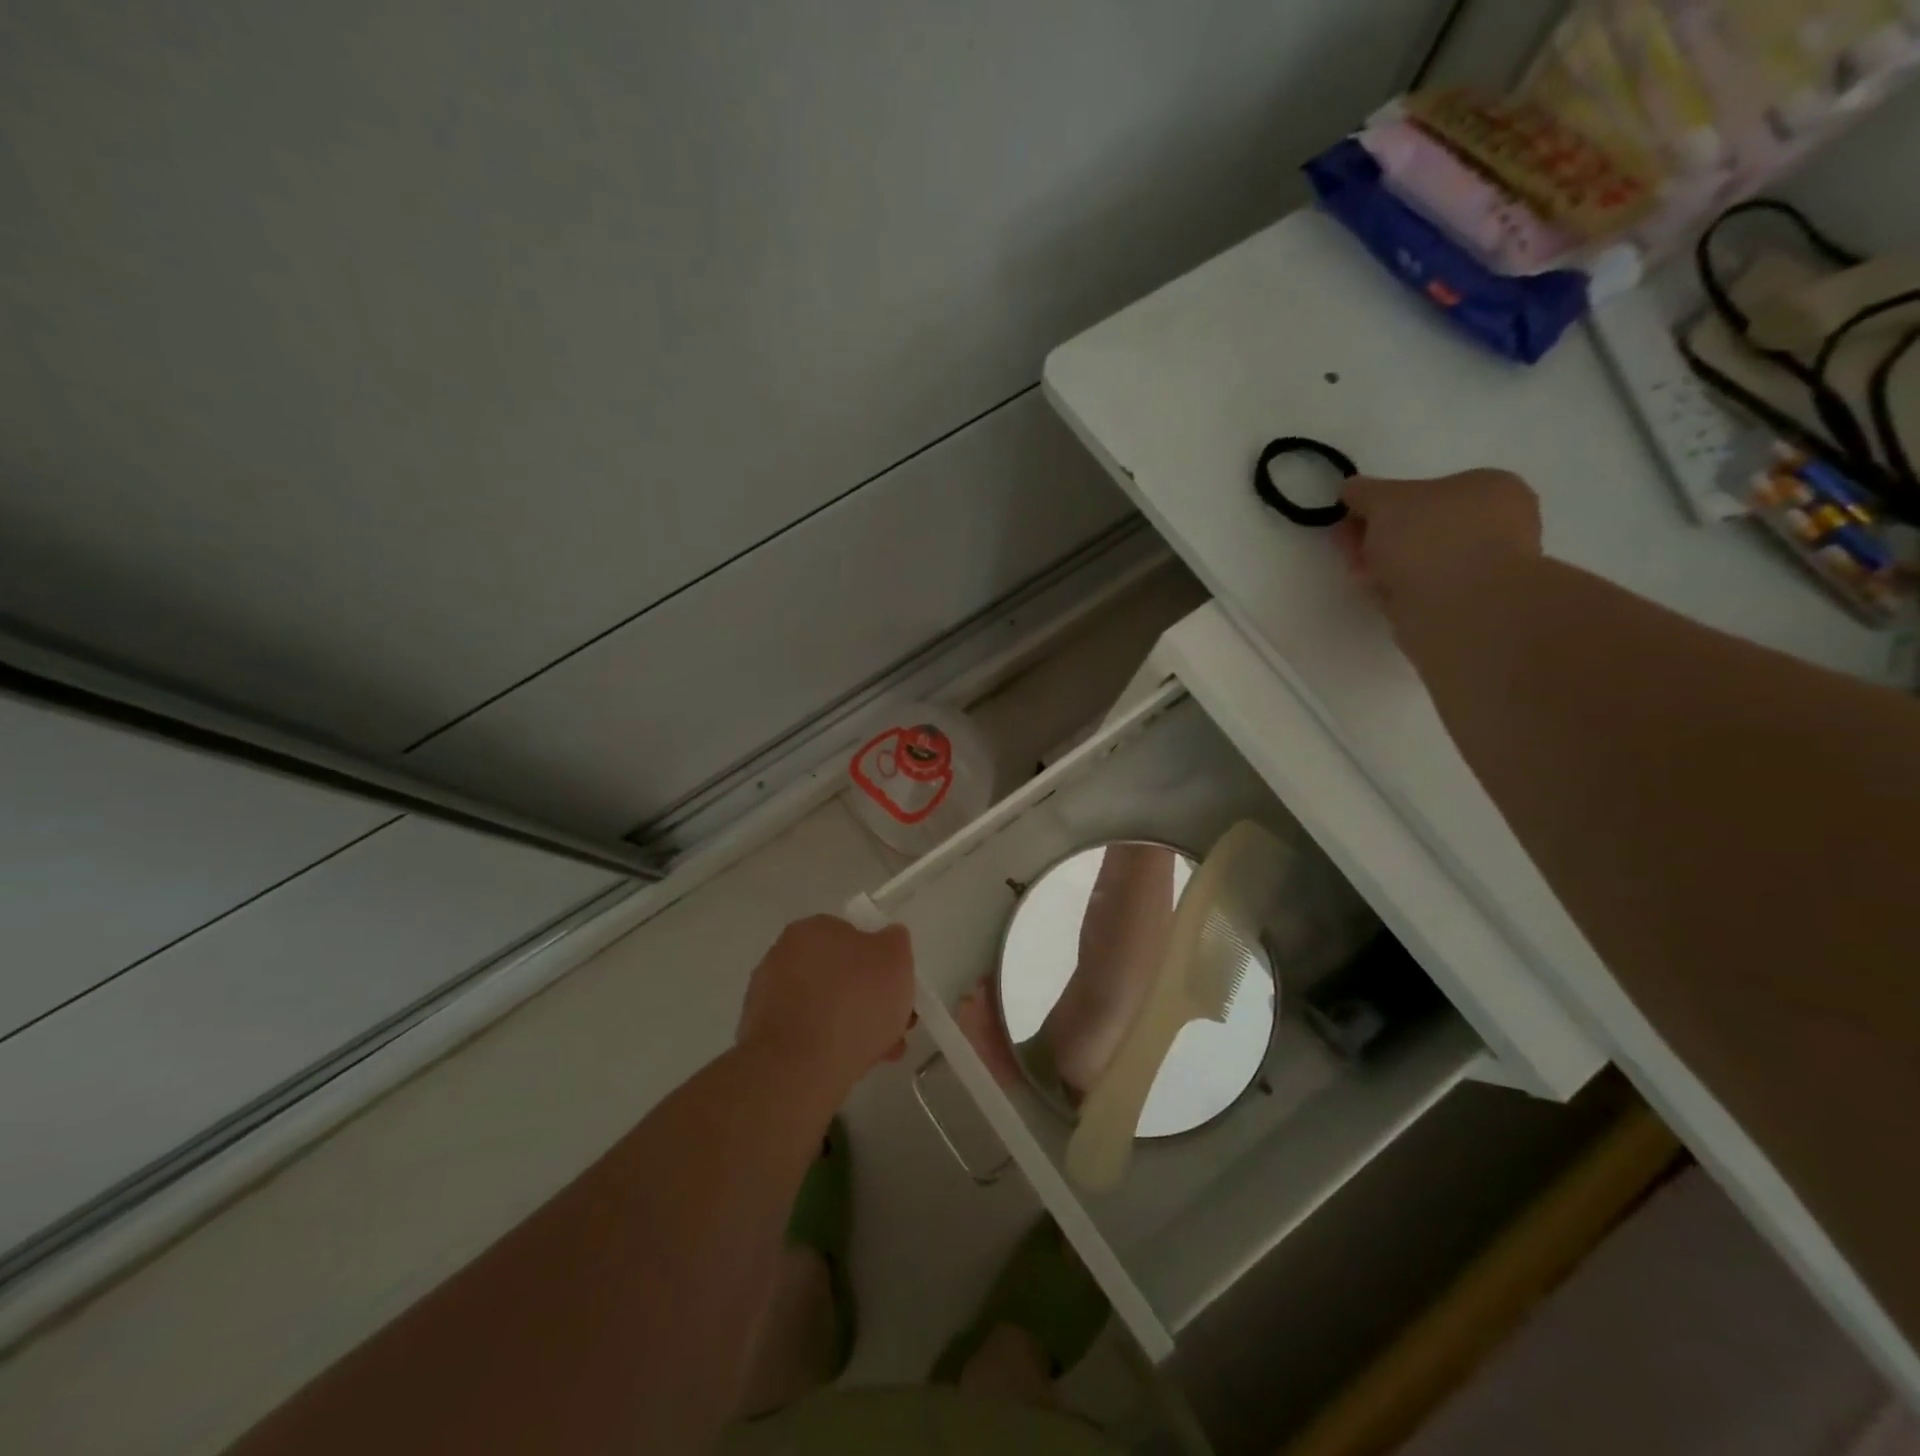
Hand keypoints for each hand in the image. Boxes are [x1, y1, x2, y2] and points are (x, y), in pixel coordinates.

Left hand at [737, 915, 915, 1088]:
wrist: (799, 1068)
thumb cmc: (853, 1001)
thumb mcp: (895, 959)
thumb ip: (895, 942)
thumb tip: (889, 938)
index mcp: (812, 929)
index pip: (851, 936)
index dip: (879, 963)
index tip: (896, 989)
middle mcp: (783, 955)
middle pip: (838, 974)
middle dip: (868, 998)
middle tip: (893, 1023)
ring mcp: (767, 997)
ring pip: (824, 1007)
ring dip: (852, 1024)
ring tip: (882, 1052)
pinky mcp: (761, 1037)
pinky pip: (806, 1034)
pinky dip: (828, 1045)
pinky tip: (852, 1064)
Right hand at [1336, 469, 1542, 612]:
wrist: (1459, 610)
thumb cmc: (1431, 540)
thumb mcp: (1387, 501)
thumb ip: (1365, 492)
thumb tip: (1351, 489)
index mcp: (1490, 488)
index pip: (1427, 489)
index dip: (1382, 503)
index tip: (1350, 518)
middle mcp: (1494, 524)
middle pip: (1418, 526)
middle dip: (1377, 536)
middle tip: (1346, 547)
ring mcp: (1480, 568)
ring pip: (1416, 561)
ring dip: (1382, 566)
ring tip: (1359, 575)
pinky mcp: (1463, 605)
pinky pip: (1418, 590)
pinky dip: (1395, 591)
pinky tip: (1379, 594)